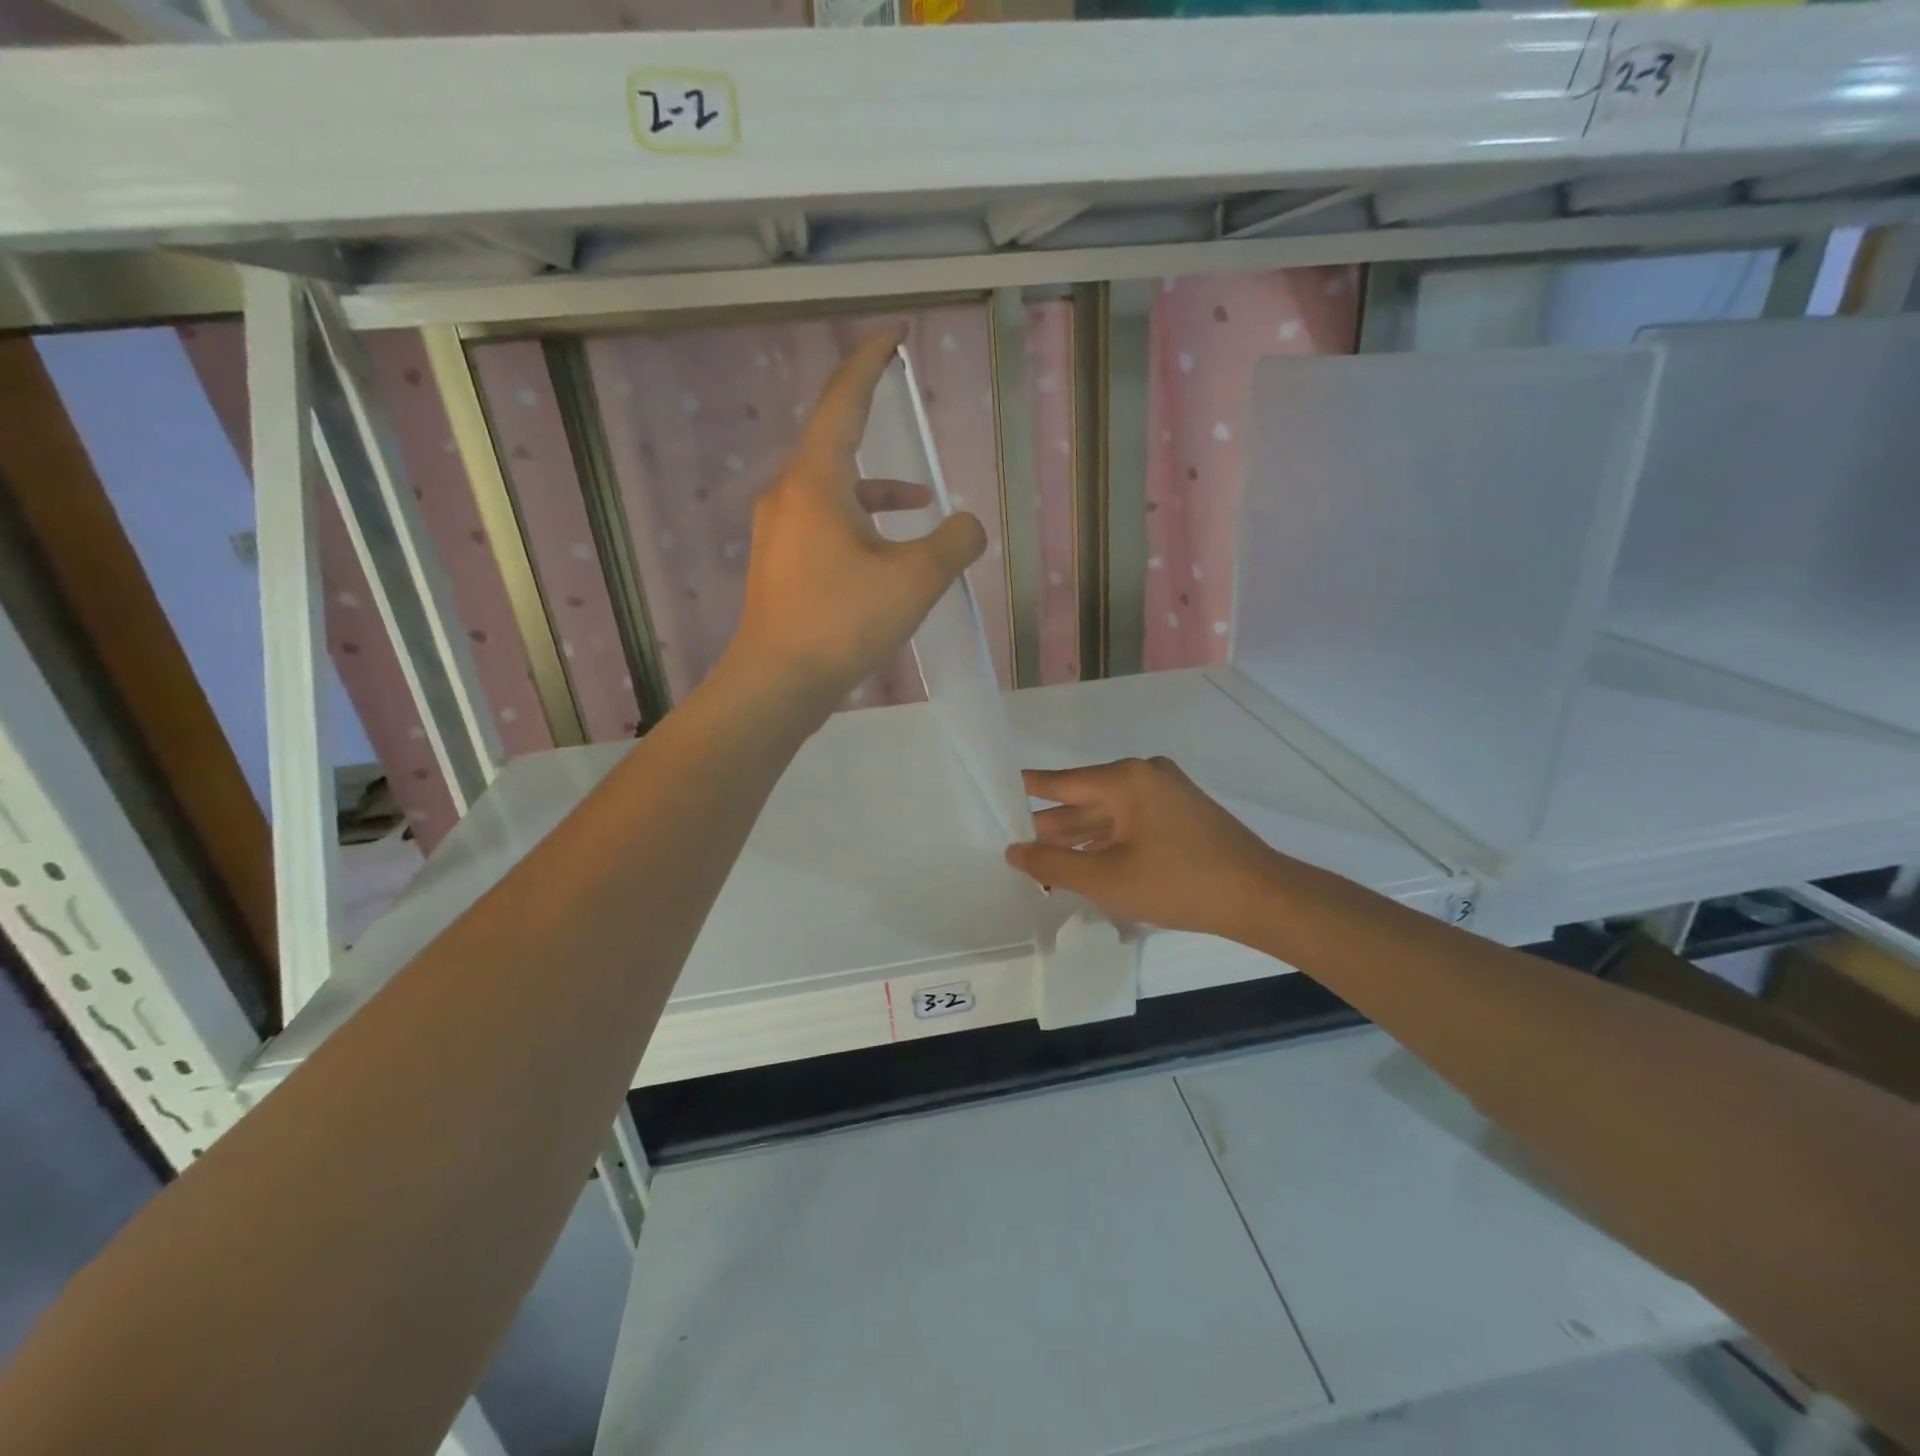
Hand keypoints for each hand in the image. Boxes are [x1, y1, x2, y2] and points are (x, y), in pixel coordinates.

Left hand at [728, 328, 986, 704]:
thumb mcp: (915, 580)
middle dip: (873, 424)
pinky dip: (859, 526)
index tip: (895, 338)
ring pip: (833, 492)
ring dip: (876, 491)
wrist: (777, 683)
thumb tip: (969, 526)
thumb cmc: (843, 621)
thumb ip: (954, 543)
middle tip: (900, 400)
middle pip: (836, 443)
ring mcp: (779, 532)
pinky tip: (885, 557)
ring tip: (923, 506)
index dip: (871, 363)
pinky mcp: (781, 565)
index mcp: (816, 482)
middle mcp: (789, 496)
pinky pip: (825, 525)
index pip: (844, 402)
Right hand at [1006, 758, 1282, 939]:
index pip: (1060, 782)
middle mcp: (1144, 775)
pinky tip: (1086, 864)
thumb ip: (1053, 865)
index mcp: (1125, 779)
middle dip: (1052, 827)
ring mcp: (1167, 792)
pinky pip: (1131, 822)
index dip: (1027, 792)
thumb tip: (1014, 851)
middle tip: (1014, 846)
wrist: (1260, 897)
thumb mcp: (1107, 879)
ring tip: (1043, 863)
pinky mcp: (1182, 812)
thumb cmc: (1179, 883)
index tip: (997, 794)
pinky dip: (1108, 842)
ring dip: (1080, 839)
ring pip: (1108, 814)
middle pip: (1084, 800)